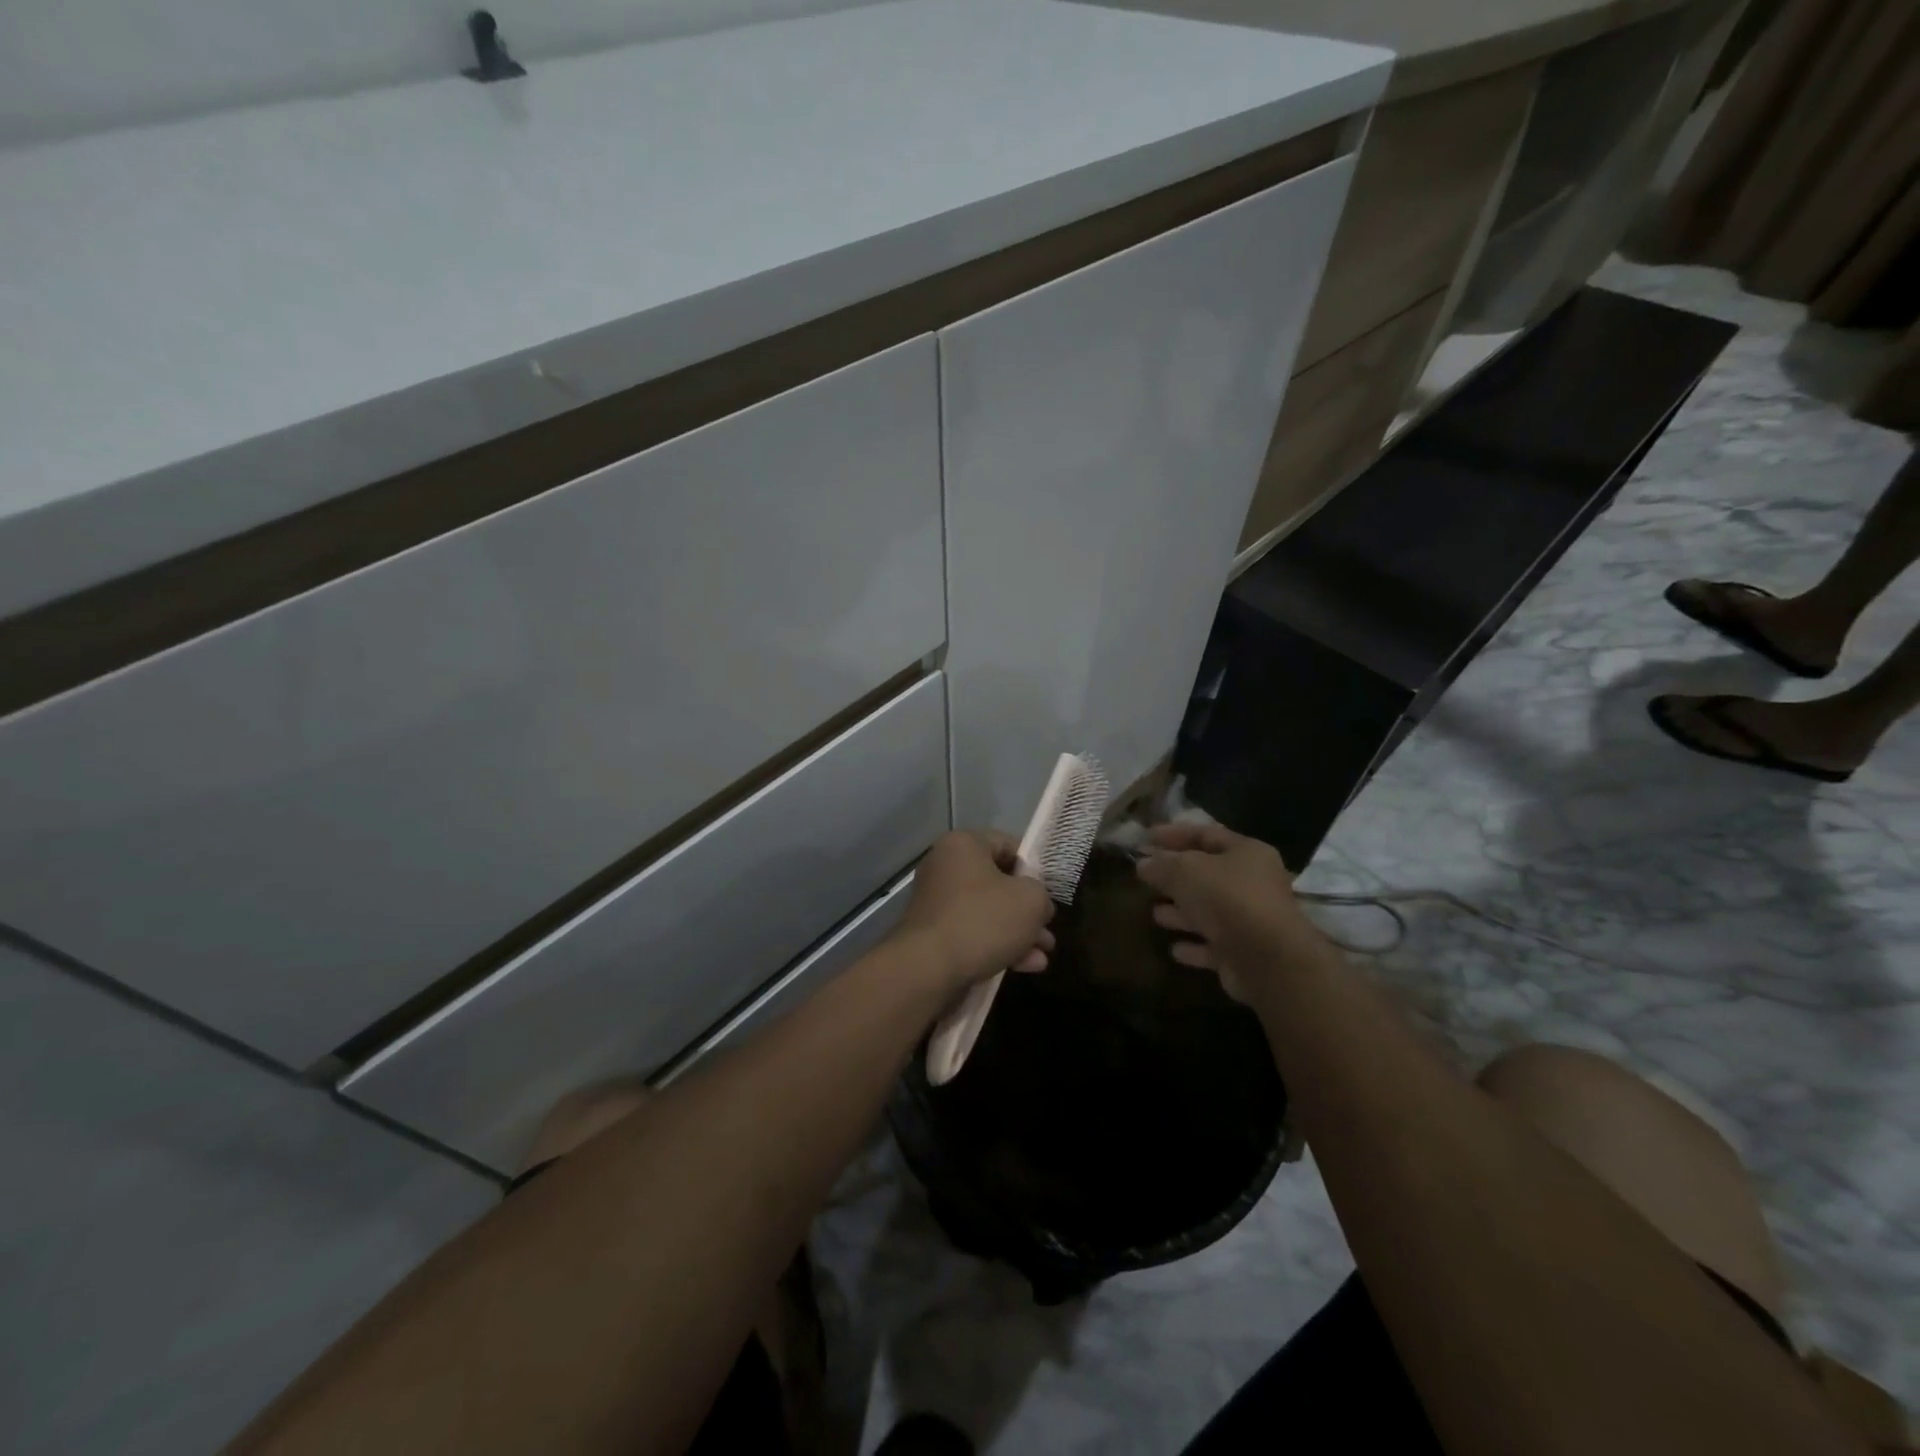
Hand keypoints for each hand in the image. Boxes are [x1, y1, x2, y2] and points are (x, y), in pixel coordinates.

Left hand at [892, 831, 1054, 991]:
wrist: (929, 968)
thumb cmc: (983, 920)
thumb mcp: (1031, 900)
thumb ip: (1042, 895)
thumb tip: (1038, 906)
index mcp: (963, 845)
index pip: (1007, 844)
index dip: (1034, 868)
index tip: (1049, 892)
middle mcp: (945, 868)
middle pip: (999, 883)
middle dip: (1028, 910)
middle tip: (1048, 929)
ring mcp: (937, 902)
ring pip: (988, 912)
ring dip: (1019, 933)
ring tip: (1043, 955)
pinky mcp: (934, 935)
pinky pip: (973, 933)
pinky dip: (998, 946)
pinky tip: (1025, 967)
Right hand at [1135, 821, 1321, 998]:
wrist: (1267, 958)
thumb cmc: (1227, 898)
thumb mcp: (1186, 870)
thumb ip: (1162, 864)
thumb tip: (1143, 864)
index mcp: (1247, 853)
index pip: (1206, 834)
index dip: (1174, 834)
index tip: (1145, 838)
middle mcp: (1254, 884)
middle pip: (1208, 875)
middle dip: (1175, 877)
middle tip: (1145, 878)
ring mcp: (1251, 921)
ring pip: (1210, 912)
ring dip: (1182, 913)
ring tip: (1155, 913)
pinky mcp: (1245, 954)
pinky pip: (1214, 945)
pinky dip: (1195, 946)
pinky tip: (1174, 949)